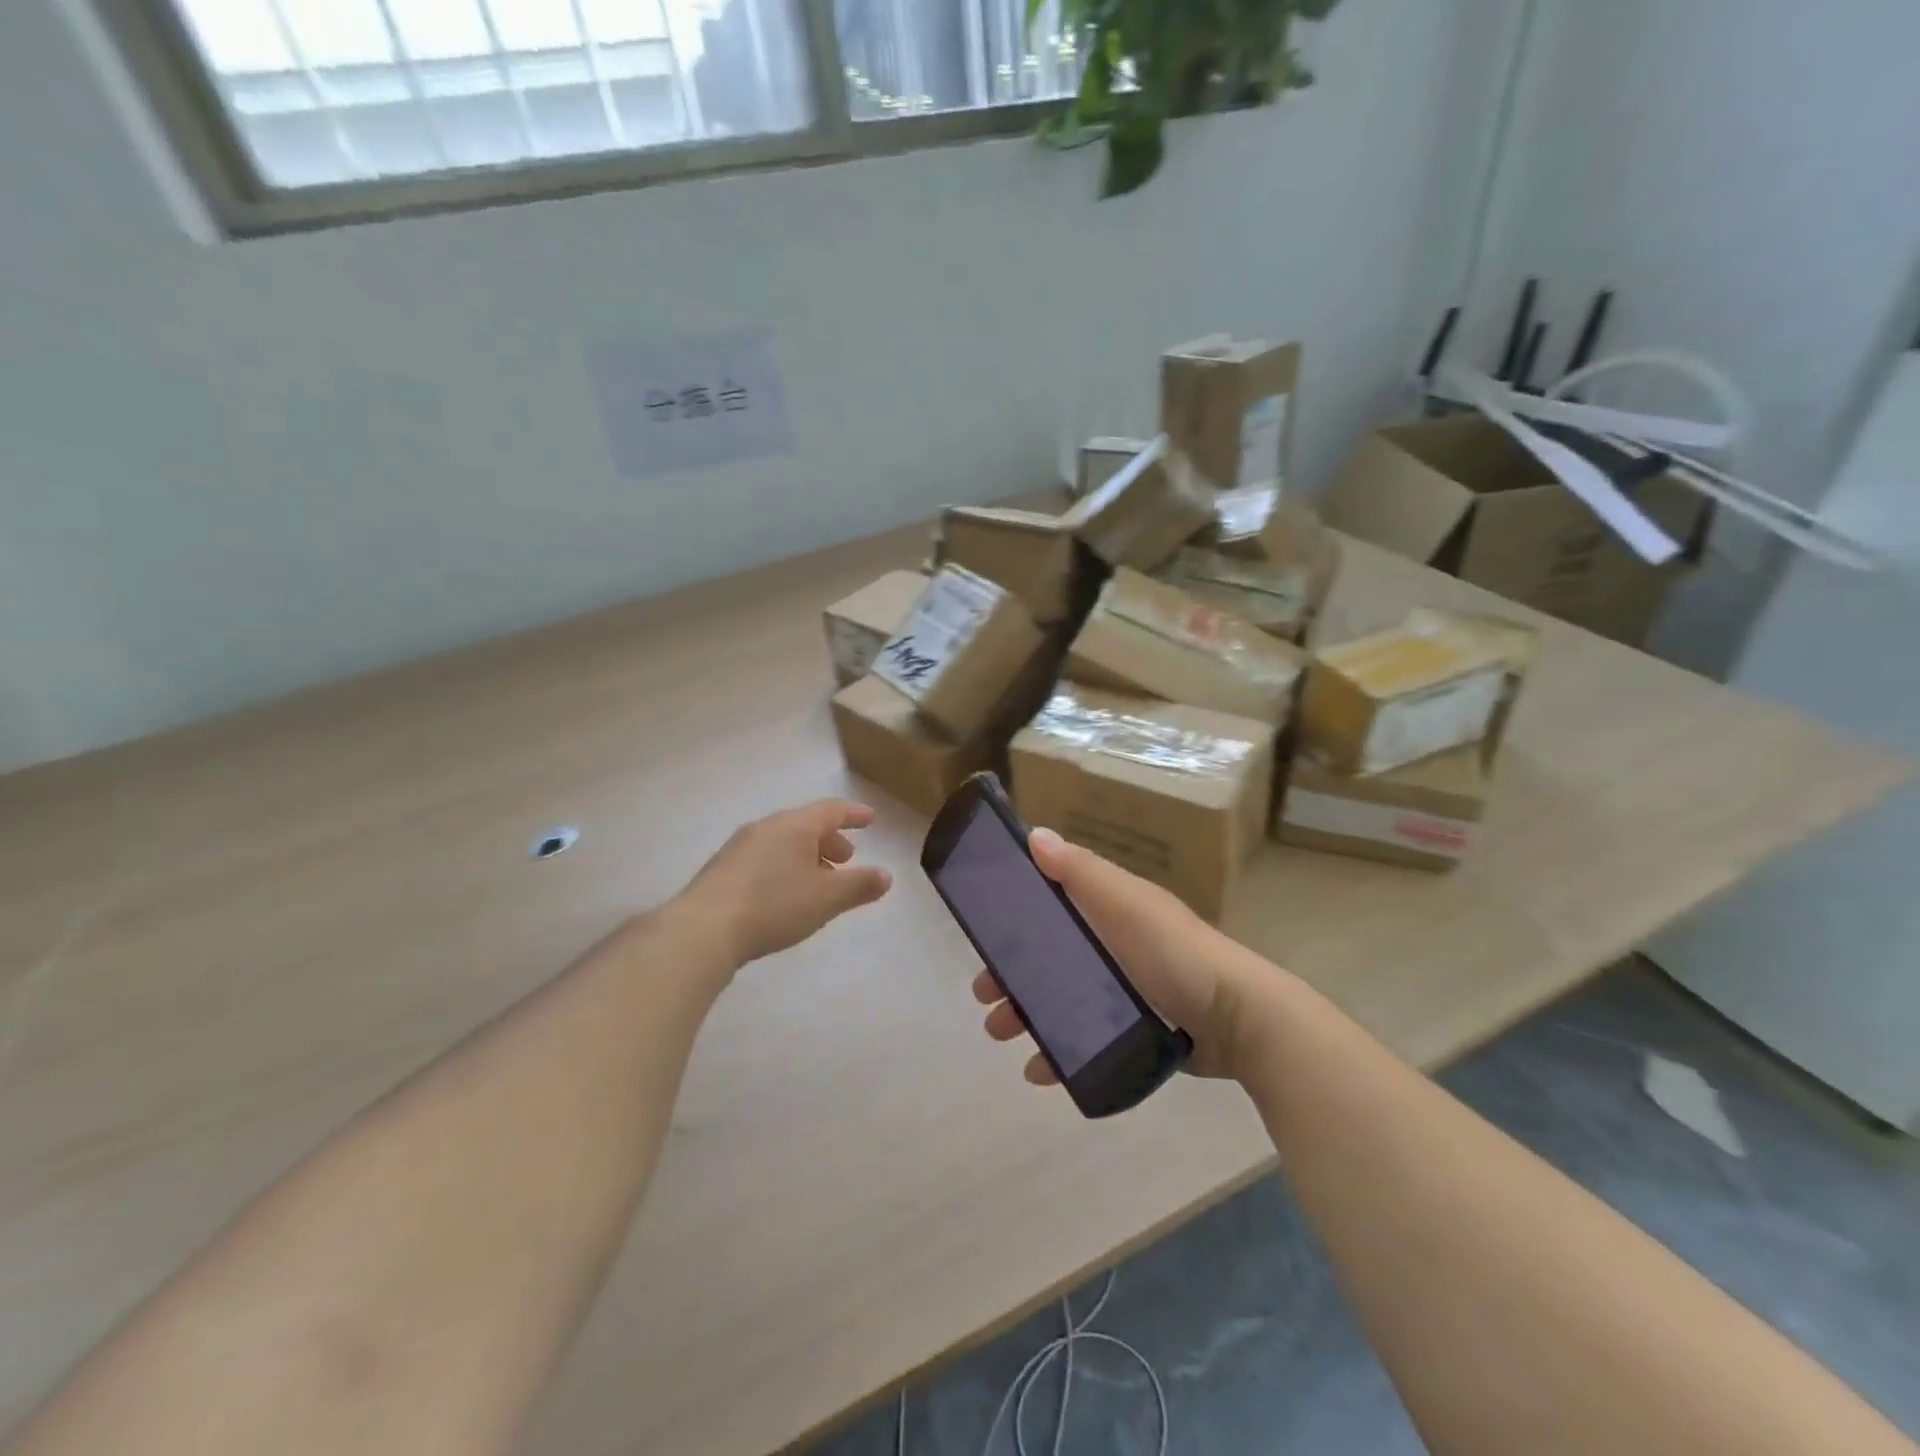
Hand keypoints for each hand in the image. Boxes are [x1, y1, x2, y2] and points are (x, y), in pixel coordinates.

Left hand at [677, 800, 892, 966]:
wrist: (702, 929)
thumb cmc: (774, 905)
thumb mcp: (826, 898)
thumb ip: (859, 886)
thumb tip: (886, 876)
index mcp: (794, 825)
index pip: (832, 810)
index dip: (854, 814)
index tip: (871, 819)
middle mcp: (766, 827)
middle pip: (806, 825)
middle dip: (830, 840)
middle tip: (846, 861)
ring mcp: (740, 847)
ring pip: (784, 842)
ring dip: (807, 856)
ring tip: (818, 882)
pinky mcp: (722, 869)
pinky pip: (765, 858)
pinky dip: (785, 867)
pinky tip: (785, 895)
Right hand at [972, 828, 1271, 1083]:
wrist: (1240, 1021)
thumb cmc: (1176, 954)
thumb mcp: (1126, 903)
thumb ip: (1080, 872)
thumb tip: (1034, 835)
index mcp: (1109, 911)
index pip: (1051, 906)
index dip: (1014, 919)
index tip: (983, 937)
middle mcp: (1113, 947)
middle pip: (1049, 957)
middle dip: (1012, 975)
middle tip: (984, 997)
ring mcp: (1124, 991)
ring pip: (1060, 1000)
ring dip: (1025, 1014)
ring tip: (1002, 1034)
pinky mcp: (1134, 1032)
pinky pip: (1085, 1039)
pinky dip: (1058, 1052)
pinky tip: (1039, 1070)